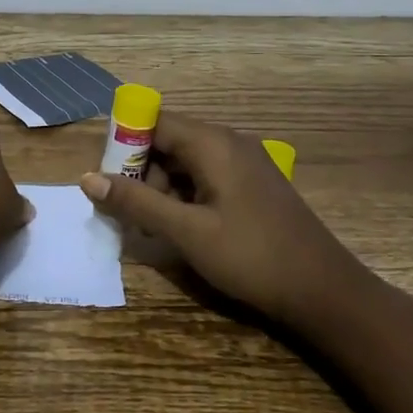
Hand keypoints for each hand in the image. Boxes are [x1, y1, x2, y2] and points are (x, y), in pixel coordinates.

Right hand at [81, 112, 351, 325]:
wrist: (324, 291)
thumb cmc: (251, 256)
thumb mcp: (186, 231)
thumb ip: (136, 202)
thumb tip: (88, 178)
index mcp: (213, 144)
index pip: (154, 122)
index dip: (124, 144)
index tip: (106, 178)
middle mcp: (229, 143)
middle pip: (169, 141)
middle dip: (141, 172)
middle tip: (128, 213)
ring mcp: (246, 164)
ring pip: (187, 162)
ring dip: (162, 189)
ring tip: (152, 229)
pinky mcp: (254, 186)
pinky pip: (207, 177)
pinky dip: (185, 197)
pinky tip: (181, 230)